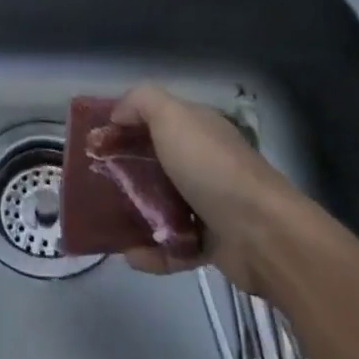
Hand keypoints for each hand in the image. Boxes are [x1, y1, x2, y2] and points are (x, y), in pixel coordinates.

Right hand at [110, 86, 296, 290]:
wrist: (264, 235)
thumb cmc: (212, 167)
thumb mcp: (172, 116)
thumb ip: (141, 101)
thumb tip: (118, 115)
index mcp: (197, 128)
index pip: (154, 119)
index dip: (123, 126)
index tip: (94, 142)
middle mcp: (204, 162)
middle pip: (155, 163)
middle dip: (124, 172)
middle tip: (95, 184)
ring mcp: (210, 204)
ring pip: (162, 206)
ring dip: (135, 215)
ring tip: (108, 223)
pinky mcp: (213, 244)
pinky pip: (175, 247)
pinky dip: (154, 253)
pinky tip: (132, 257)